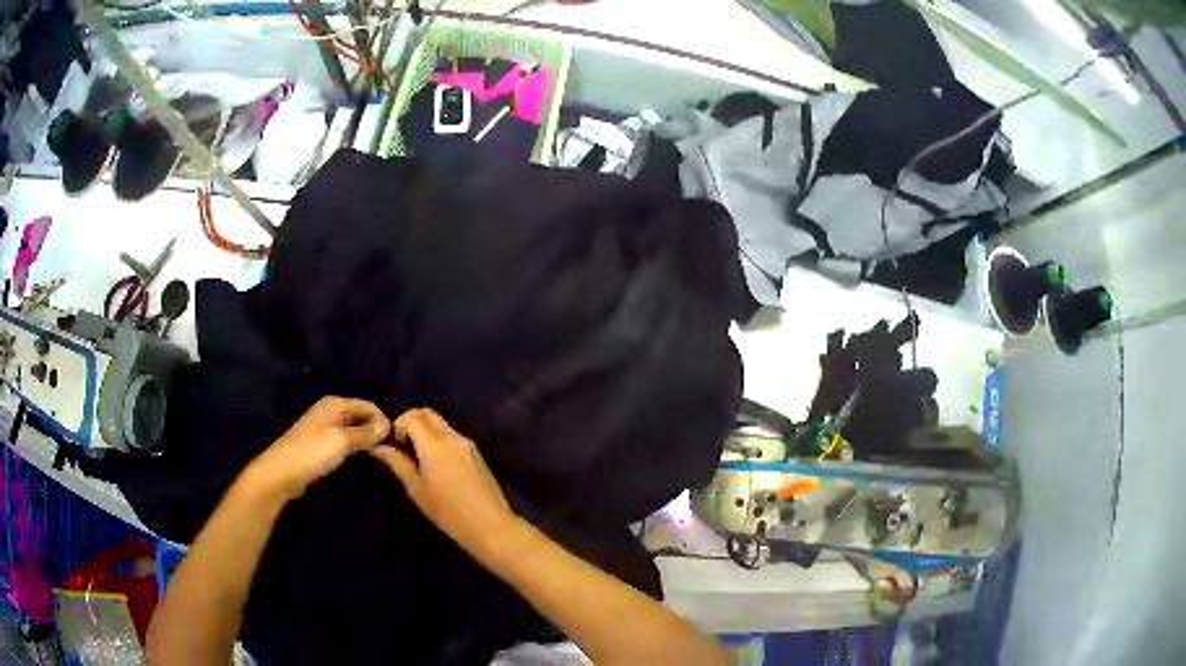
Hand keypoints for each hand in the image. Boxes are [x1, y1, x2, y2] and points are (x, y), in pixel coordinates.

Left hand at [246, 397, 390, 500]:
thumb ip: (366, 433)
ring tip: (377, 457)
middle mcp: (331, 411)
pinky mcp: (321, 444)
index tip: (395, 442)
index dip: (383, 421)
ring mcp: (325, 427)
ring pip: (354, 430)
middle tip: (388, 451)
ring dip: (365, 441)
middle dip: (375, 431)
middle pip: (361, 416)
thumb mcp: (342, 441)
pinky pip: (345, 441)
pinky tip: (359, 460)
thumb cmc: (312, 453)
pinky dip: (354, 448)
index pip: (369, 406)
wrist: (282, 473)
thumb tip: (387, 425)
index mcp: (335, 404)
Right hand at [370, 408, 518, 557]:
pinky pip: (453, 435)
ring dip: (426, 431)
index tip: (395, 445)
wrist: (489, 525)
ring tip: (419, 458)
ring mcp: (467, 444)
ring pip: (442, 424)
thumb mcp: (417, 489)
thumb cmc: (448, 512)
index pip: (412, 417)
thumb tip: (378, 448)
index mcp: (434, 444)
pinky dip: (440, 439)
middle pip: (428, 414)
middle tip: (404, 446)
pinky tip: (437, 465)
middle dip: (411, 422)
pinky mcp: (477, 454)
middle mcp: (452, 437)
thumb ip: (398, 464)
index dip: (398, 425)